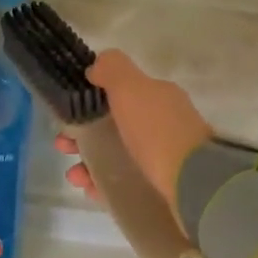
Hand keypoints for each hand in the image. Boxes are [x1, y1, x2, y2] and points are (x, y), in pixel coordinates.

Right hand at [53, 50, 212, 206]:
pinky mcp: (162, 189)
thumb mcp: (132, 88)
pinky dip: (104, 186)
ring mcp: (164, 159)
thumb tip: (95, 67)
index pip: (122, 94)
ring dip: (89, 163)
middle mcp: (163, 126)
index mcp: (159, 98)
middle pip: (115, 127)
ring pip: (117, 157)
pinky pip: (125, 185)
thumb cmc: (157, 132)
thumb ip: (112, 70)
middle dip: (84, 134)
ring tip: (75, 176)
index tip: (67, 112)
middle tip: (63, 146)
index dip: (90, 101)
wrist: (193, 185)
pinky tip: (90, 190)